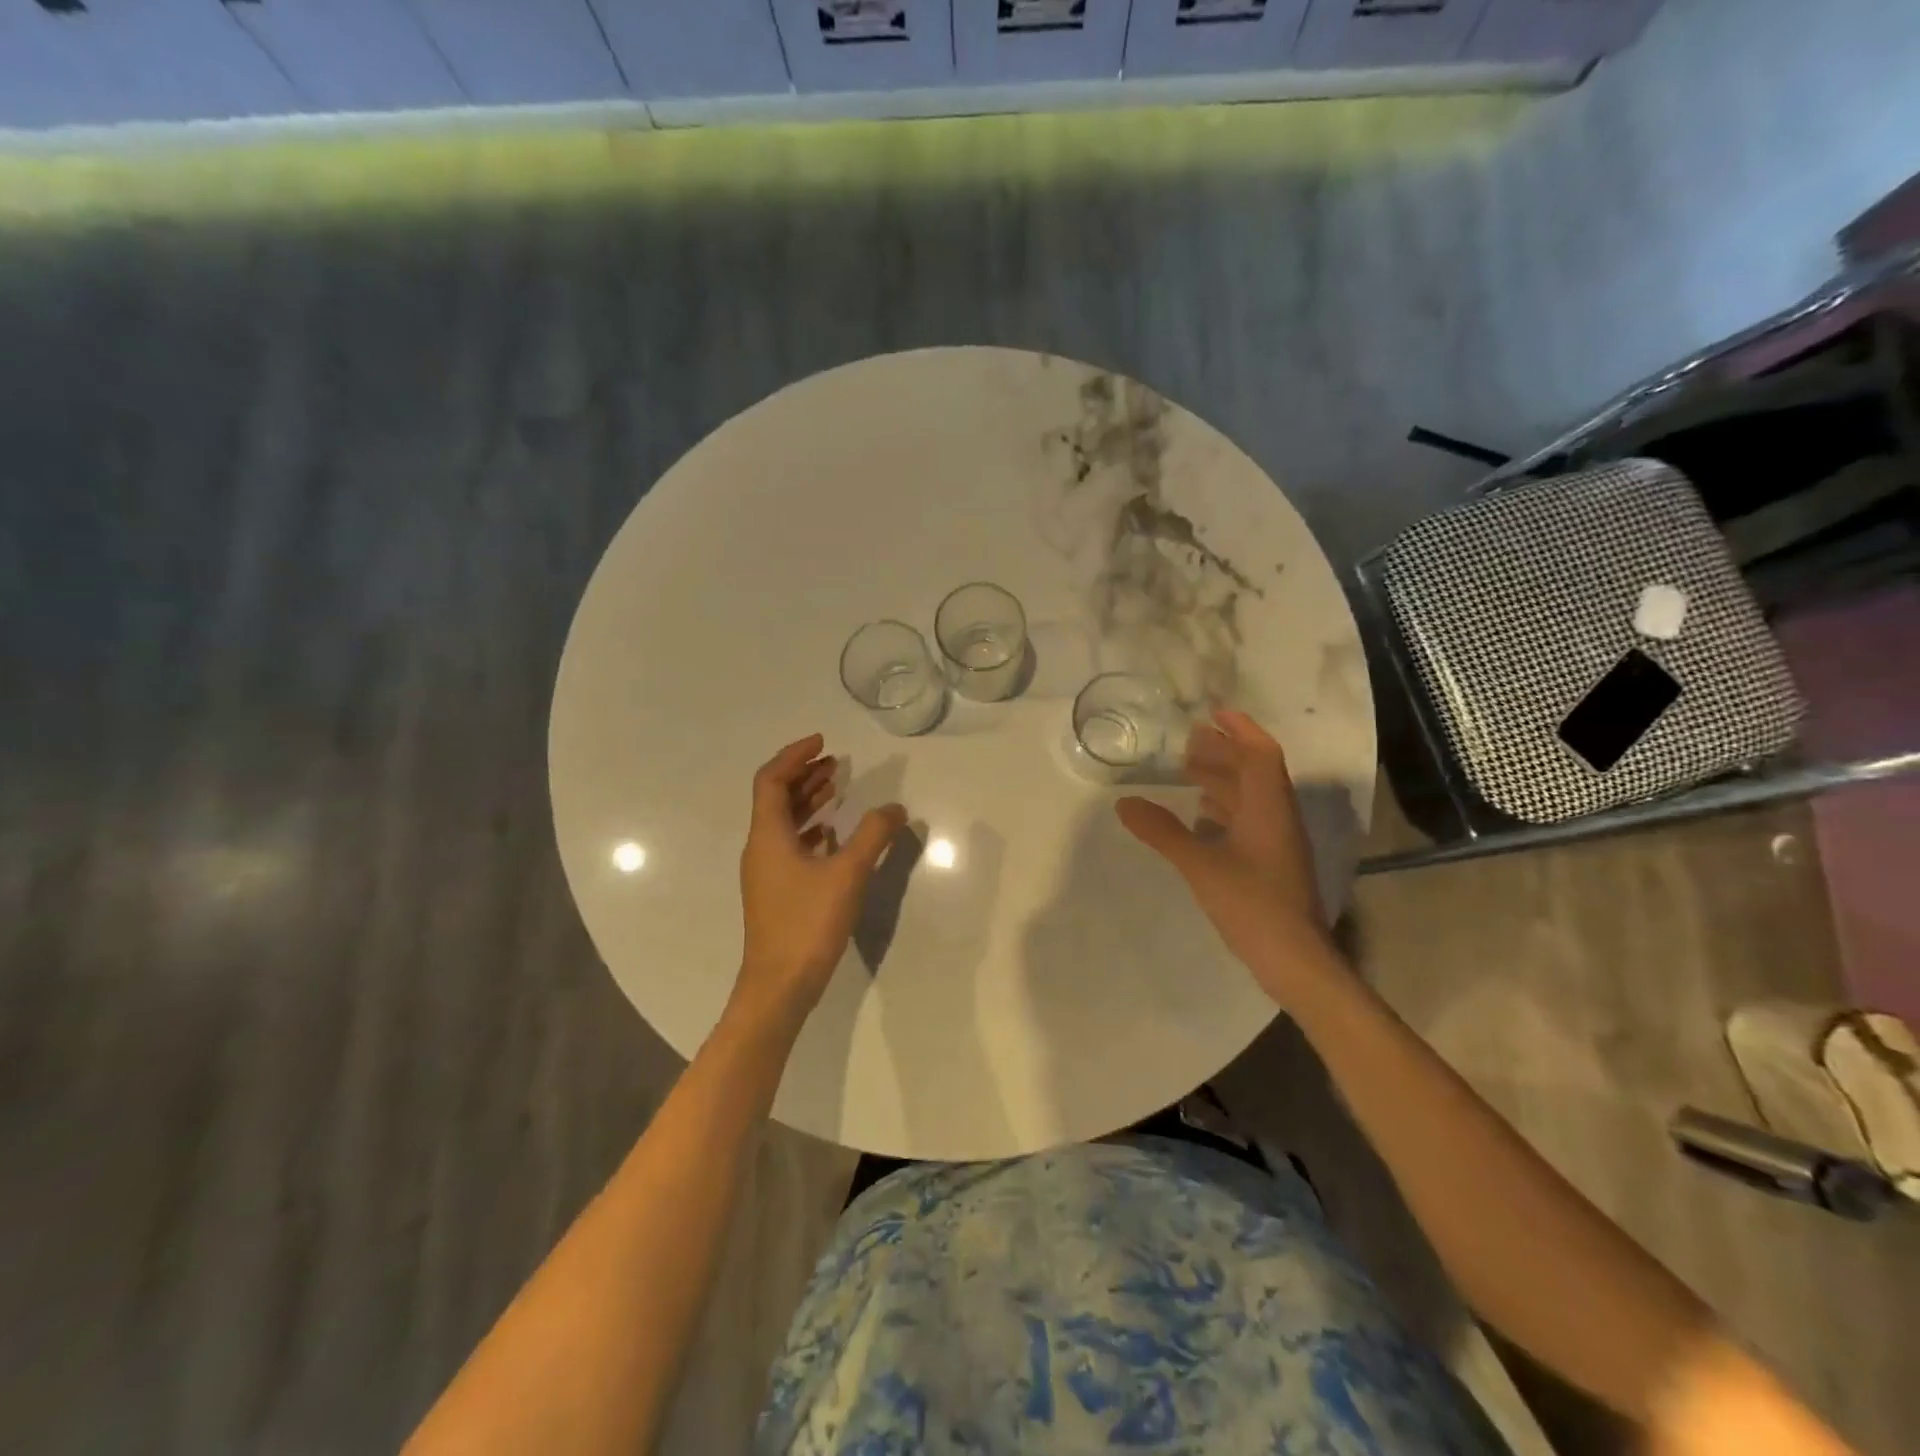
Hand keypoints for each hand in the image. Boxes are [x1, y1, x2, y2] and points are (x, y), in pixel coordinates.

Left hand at [734, 734, 906, 1029]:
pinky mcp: (776, 891)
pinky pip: (789, 844)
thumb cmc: (808, 924)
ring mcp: (766, 871)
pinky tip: (832, 834)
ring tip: (837, 786)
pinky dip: (810, 828)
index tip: (823, 742)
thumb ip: (873, 835)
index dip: (795, 756)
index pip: (771, 780)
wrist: (779, 986)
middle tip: (835, 761)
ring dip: (807, 800)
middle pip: (775, 797)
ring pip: (783, 822)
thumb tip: (895, 807)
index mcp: (768, 835)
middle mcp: (761, 847)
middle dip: (803, 774)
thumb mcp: (847, 874)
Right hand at [1116, 708, 1334, 1006]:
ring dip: (1223, 780)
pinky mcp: (1270, 865)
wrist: (1294, 959)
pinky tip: (1200, 818)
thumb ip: (1162, 832)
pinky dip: (1223, 810)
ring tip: (1188, 772)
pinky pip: (1247, 822)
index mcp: (1269, 808)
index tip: (1212, 713)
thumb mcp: (1200, 864)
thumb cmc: (1252, 903)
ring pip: (1250, 798)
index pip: (1261, 753)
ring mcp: (1276, 843)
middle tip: (1189, 741)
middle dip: (1224, 752)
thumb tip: (1123, 803)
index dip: (1240, 729)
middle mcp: (1277, 818)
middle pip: (1254, 772)